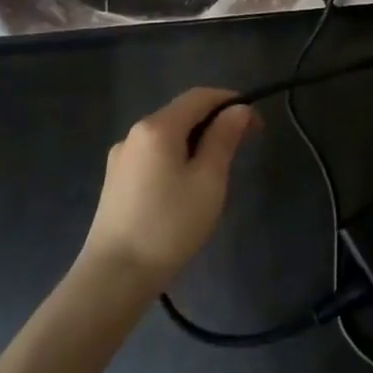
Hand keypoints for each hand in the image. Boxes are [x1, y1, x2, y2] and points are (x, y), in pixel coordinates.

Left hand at [83, 87, 258, 285]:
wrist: (115, 275)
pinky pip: (154, 155)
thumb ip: (223, 139)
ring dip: (197, 142)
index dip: (232, 102)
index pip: (200, 96)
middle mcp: (135, 133)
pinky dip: (177, 158)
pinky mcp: (116, 180)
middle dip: (215, 123)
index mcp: (158, 127)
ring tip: (217, 174)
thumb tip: (238, 109)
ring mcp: (121, 157)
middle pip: (182, 113)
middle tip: (241, 150)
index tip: (256, 126)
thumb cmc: (170, 225)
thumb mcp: (208, 180)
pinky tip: (186, 188)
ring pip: (168, 136)